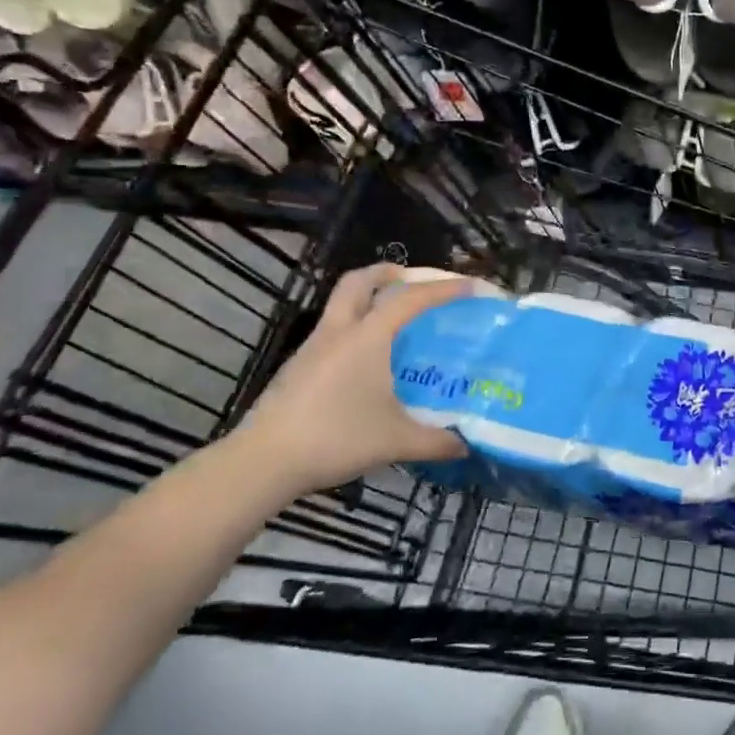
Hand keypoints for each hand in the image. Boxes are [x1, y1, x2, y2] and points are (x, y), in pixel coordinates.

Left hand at [234, 264, 469, 495]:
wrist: (263, 462)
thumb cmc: (335, 438)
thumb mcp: (395, 441)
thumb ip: (435, 440)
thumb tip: (466, 444)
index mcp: (367, 338)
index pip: (411, 299)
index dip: (443, 288)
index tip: (470, 286)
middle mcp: (339, 332)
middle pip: (359, 282)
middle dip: (387, 273)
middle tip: (412, 280)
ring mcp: (313, 348)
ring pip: (341, 304)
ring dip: (367, 299)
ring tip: (394, 320)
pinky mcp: (298, 367)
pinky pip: (332, 330)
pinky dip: (354, 328)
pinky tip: (366, 359)